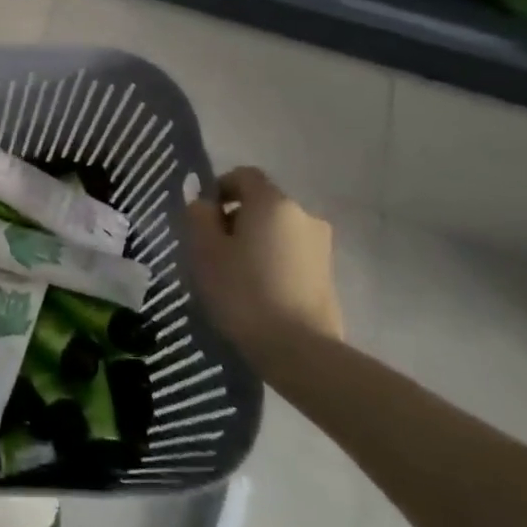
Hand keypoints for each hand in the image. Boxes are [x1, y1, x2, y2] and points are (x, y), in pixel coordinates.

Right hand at [187, 167, 341, 374]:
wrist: (299, 350)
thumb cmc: (242, 291)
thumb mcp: (203, 249)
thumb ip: (198, 215)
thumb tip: (204, 202)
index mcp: (273, 202)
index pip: (243, 175)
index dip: (219, 189)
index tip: (202, 219)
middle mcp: (304, 215)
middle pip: (261, 204)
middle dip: (235, 219)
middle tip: (212, 251)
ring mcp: (321, 246)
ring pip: (276, 231)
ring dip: (254, 242)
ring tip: (234, 275)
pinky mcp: (328, 275)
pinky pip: (290, 255)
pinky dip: (271, 262)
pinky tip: (257, 292)